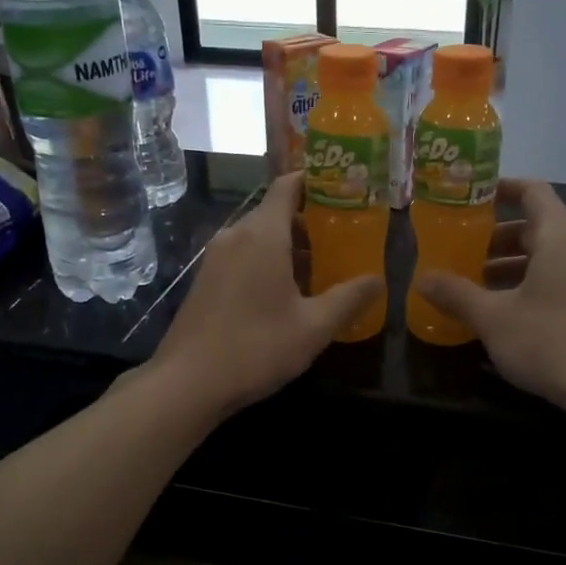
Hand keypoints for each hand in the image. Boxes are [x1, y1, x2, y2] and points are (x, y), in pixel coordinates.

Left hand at [150, 172, 381, 416]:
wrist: (187, 382)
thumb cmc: (257, 347)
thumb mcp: (314, 327)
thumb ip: (349, 298)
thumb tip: (378, 280)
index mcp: (263, 234)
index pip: (288, 186)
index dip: (315, 182)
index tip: (343, 189)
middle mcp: (236, 235)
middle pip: (275, 212)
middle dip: (310, 221)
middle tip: (344, 238)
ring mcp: (215, 257)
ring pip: (258, 236)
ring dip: (289, 246)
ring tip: (322, 268)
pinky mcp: (205, 280)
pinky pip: (243, 255)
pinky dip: (267, 261)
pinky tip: (286, 293)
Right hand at [415, 179, 565, 413]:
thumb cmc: (550, 341)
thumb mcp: (493, 318)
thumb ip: (456, 294)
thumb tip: (422, 279)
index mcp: (560, 237)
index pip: (533, 191)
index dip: (502, 188)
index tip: (470, 198)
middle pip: (536, 227)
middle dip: (496, 237)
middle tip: (461, 251)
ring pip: (547, 259)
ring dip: (510, 266)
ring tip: (475, 286)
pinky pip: (558, 282)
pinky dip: (529, 286)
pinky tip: (505, 315)